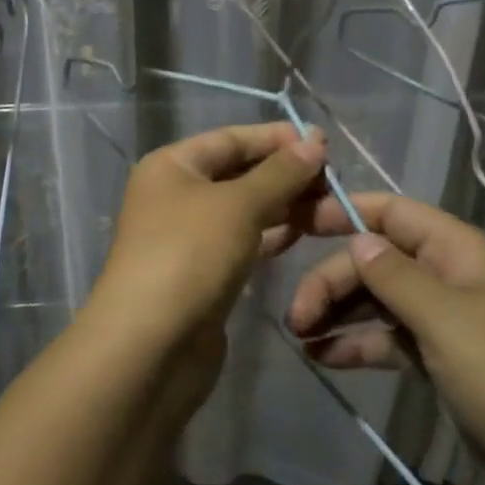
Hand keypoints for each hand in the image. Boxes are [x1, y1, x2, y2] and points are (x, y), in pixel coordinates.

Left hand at [88, 122, 328, 352]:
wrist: (151, 346)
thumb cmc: (190, 255)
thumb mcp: (238, 205)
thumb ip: (279, 173)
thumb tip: (313, 141)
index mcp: (171, 166)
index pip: (230, 139)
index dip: (275, 138)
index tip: (323, 142)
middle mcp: (175, 195)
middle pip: (237, 173)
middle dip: (284, 173)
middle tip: (334, 178)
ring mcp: (188, 237)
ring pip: (243, 209)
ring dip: (284, 205)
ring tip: (330, 204)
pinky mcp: (203, 273)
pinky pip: (243, 241)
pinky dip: (271, 235)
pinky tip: (304, 233)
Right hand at [287, 193, 484, 484]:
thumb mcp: (449, 320)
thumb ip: (396, 277)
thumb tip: (357, 240)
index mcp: (457, 251)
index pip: (392, 212)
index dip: (344, 212)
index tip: (296, 225)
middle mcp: (448, 278)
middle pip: (376, 261)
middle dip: (332, 280)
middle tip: (295, 316)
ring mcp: (445, 323)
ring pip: (378, 302)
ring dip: (338, 312)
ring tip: (299, 336)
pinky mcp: (441, 363)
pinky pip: (388, 341)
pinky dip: (356, 345)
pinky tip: (323, 358)